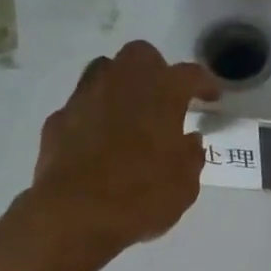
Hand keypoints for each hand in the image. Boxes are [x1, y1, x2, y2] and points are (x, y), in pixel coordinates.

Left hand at [21, 41, 221, 264]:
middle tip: (165, 99)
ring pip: (105, 71)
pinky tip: (99, 140)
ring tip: (130, 113)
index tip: (212, 96)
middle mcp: (122, 84)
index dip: (204, 83)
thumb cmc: (141, 196)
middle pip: (141, 56)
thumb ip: (190, 156)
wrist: (74, 214)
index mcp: (161, 94)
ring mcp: (85, 98)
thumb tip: (188, 140)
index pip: (189, 75)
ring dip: (121, 85)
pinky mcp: (58, 120)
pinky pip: (82, 105)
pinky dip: (94, 115)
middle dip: (156, 71)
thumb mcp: (185, 184)